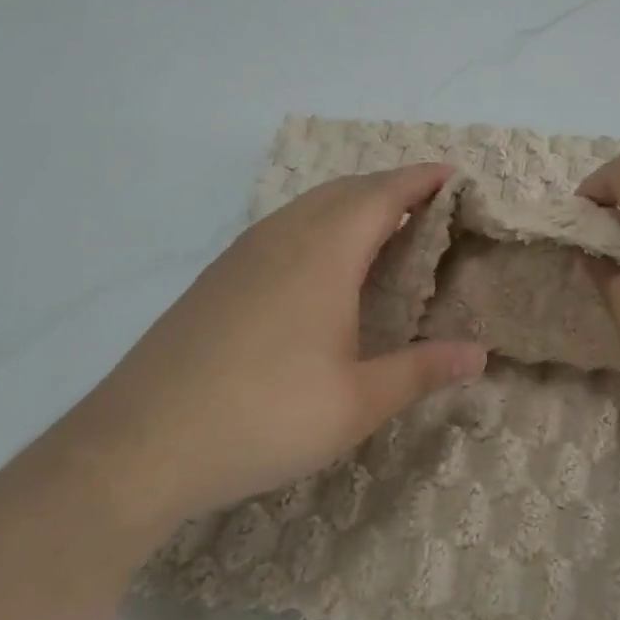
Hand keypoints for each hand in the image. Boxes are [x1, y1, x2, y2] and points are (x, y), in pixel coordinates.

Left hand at [81, 164, 486, 528]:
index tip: (453, 174)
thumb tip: (480, 356)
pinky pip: (284, 225)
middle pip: (346, 190)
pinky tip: (322, 264)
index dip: (421, 179)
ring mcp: (244, 253)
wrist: (139, 444)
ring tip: (385, 228)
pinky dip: (320, 222)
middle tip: (429, 204)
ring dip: (353, 202)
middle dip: (391, 186)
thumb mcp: (356, 403)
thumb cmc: (263, 417)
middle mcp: (284, 237)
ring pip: (310, 205)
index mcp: (323, 254)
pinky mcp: (219, 275)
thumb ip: (421, 370)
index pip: (382, 195)